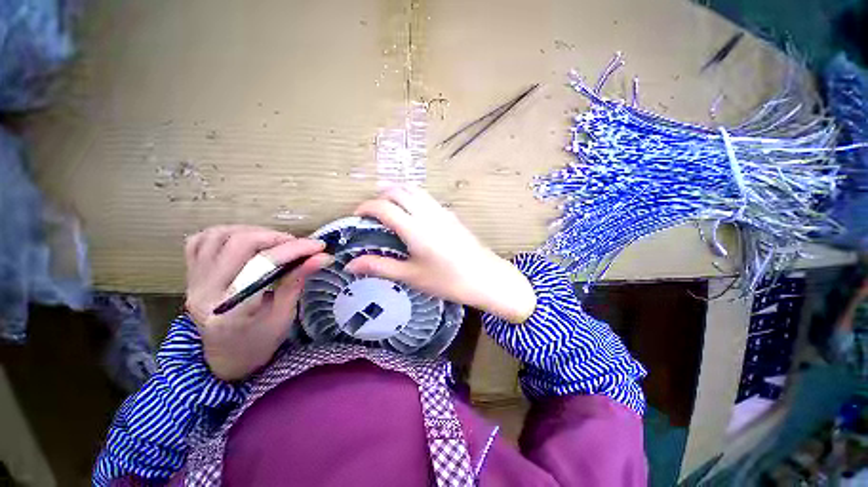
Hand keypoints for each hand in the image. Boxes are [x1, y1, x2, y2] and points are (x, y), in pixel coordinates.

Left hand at [184, 225, 330, 380]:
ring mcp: (193, 283)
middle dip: (275, 237)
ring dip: (252, 232)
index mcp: (232, 311)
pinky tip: (245, 241)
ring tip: (274, 242)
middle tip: (297, 244)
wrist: (227, 357)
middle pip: (238, 244)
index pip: (262, 266)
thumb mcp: (285, 314)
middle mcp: (205, 293)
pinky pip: (200, 241)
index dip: (293, 250)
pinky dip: (225, 233)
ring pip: (218, 236)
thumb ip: (297, 280)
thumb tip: (322, 257)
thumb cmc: (261, 341)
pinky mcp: (190, 276)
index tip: (318, 246)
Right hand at [345, 186, 535, 322]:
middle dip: (381, 195)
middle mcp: (427, 213)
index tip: (357, 216)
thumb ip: (380, 267)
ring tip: (390, 207)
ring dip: (398, 192)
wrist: (486, 278)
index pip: (383, 207)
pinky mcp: (451, 214)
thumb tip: (350, 264)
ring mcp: (442, 211)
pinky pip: (427, 197)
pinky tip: (413, 213)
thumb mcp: (411, 276)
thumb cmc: (447, 281)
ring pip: (415, 189)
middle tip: (372, 211)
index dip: (365, 207)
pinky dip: (413, 197)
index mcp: (415, 228)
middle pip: (399, 190)